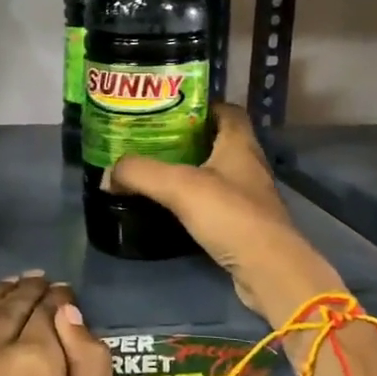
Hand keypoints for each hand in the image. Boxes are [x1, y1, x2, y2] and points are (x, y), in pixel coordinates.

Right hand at [105, 104, 343, 347]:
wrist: (268, 270)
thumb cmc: (230, 214)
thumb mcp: (178, 186)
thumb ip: (140, 173)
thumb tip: (108, 174)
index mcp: (240, 144)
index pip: (226, 110)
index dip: (200, 106)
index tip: (168, 110)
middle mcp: (248, 164)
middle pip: (217, 141)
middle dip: (186, 139)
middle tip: (150, 141)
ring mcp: (249, 196)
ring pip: (215, 173)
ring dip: (189, 171)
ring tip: (154, 172)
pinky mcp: (244, 224)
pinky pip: (215, 202)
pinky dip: (194, 201)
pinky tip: (171, 207)